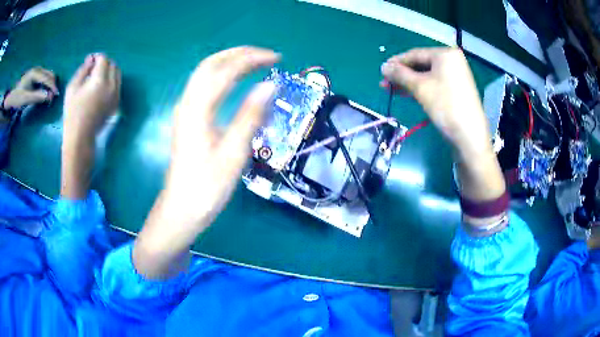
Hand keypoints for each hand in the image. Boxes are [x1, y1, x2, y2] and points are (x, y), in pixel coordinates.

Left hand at [3, 67, 58, 109]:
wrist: (12, 96)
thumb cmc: (18, 97)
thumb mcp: (26, 99)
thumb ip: (36, 96)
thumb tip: (48, 96)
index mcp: (35, 73)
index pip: (47, 78)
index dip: (52, 86)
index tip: (57, 95)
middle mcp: (37, 69)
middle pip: (49, 74)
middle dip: (52, 84)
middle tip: (52, 97)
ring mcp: (36, 71)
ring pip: (47, 75)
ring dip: (50, 84)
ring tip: (49, 95)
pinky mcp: (35, 75)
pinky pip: (44, 77)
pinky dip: (46, 83)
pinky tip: (45, 90)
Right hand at [60, 54, 120, 199]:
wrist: (80, 137)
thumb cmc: (72, 112)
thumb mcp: (72, 87)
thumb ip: (83, 70)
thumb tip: (91, 59)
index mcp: (100, 81)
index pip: (104, 60)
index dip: (97, 57)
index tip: (90, 61)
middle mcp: (112, 86)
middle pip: (113, 65)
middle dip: (104, 63)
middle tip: (93, 68)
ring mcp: (116, 96)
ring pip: (118, 74)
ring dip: (109, 71)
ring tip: (96, 77)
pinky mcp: (117, 104)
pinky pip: (118, 86)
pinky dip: (111, 81)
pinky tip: (100, 88)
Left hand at [133, 46, 278, 278]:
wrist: (181, 210)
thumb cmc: (207, 188)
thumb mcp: (233, 154)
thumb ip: (250, 117)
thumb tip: (269, 85)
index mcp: (198, 110)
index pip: (225, 70)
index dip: (252, 59)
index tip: (277, 59)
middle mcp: (188, 103)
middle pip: (210, 64)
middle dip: (239, 53)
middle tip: (266, 56)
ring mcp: (185, 110)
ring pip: (205, 73)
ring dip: (230, 61)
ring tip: (255, 63)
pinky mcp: (188, 119)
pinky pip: (204, 86)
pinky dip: (223, 74)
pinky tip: (235, 81)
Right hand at [382, 47, 505, 227]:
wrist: (469, 137)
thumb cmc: (445, 106)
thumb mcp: (419, 87)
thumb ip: (399, 74)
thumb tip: (383, 67)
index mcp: (445, 54)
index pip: (415, 54)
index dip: (396, 63)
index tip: (381, 71)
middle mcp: (452, 61)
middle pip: (421, 64)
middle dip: (402, 75)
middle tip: (385, 84)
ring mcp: (456, 76)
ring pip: (427, 76)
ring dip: (409, 83)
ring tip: (393, 90)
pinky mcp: (457, 90)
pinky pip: (435, 84)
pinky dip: (421, 88)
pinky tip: (409, 93)